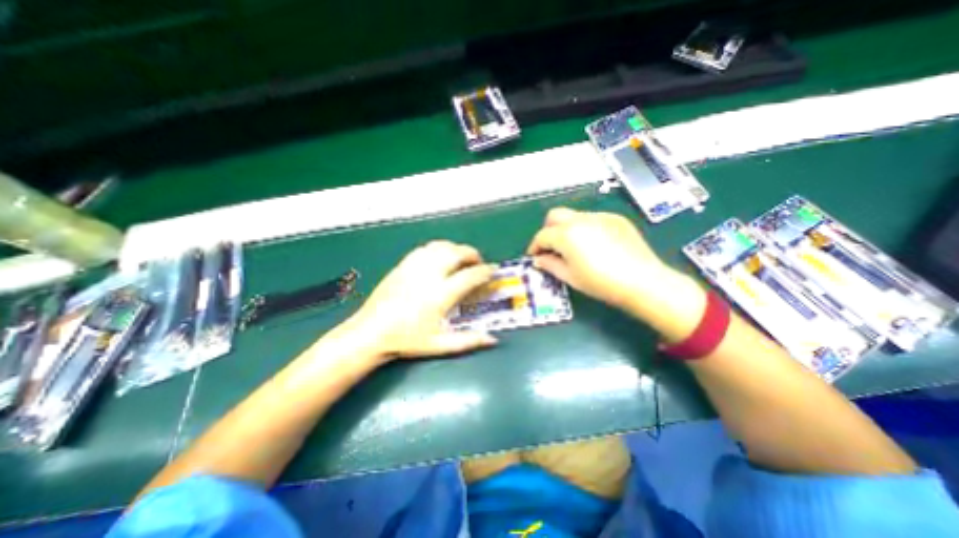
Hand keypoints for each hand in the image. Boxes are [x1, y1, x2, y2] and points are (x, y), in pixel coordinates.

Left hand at [336, 242, 497, 362]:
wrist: (371, 332)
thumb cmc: (407, 340)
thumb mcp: (440, 344)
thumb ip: (468, 341)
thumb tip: (492, 340)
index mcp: (440, 295)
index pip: (470, 276)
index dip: (485, 271)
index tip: (492, 270)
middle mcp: (429, 275)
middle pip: (456, 253)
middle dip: (472, 254)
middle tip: (478, 263)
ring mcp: (414, 267)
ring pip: (441, 246)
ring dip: (456, 249)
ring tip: (461, 259)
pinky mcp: (403, 264)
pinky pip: (425, 248)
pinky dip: (439, 249)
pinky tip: (440, 258)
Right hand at [524, 207, 702, 335]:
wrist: (642, 281)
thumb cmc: (601, 283)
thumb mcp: (570, 277)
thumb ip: (550, 265)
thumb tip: (538, 260)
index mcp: (566, 234)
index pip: (542, 236)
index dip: (535, 247)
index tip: (535, 257)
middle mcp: (580, 219)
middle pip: (554, 216)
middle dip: (548, 230)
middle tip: (551, 248)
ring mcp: (600, 216)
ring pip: (574, 216)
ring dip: (566, 228)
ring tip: (574, 248)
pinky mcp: (615, 219)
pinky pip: (593, 219)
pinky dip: (586, 228)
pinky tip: (595, 244)